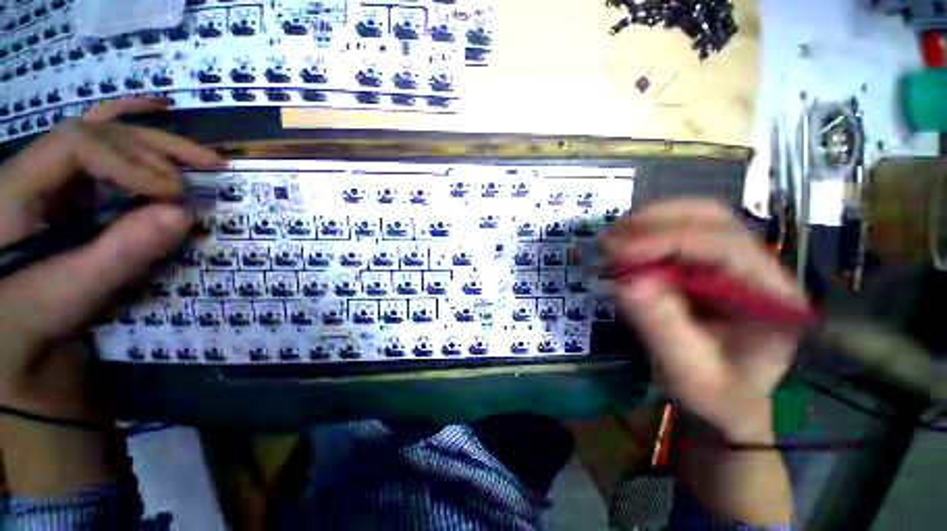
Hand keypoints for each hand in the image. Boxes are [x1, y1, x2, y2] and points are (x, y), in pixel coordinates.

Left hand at [0, 98, 222, 420]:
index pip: (77, 146)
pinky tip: (157, 106)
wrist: (12, 332)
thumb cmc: (29, 317)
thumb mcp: (68, 293)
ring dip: (156, 139)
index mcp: (17, 189)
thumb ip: (120, 253)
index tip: (174, 194)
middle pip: (97, 134)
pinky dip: (129, 120)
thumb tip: (183, 215)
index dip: (131, 162)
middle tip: (207, 169)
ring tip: (204, 154)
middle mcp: (33, 168)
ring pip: (103, 133)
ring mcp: (50, 174)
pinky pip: (99, 140)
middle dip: (154, 150)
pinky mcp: (68, 187)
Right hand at [603, 200, 809, 441]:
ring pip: (695, 217)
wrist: (723, 394)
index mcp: (772, 297)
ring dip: (649, 223)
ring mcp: (735, 260)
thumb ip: (662, 327)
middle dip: (656, 222)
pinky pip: (679, 231)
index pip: (725, 247)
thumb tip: (627, 282)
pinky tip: (625, 246)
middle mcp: (760, 267)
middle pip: (713, 219)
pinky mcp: (709, 262)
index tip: (619, 251)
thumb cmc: (715, 392)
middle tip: (611, 240)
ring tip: (613, 242)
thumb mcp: (688, 371)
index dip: (668, 241)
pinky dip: (647, 232)